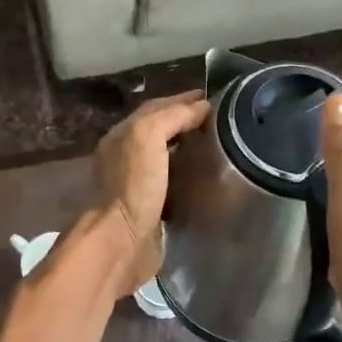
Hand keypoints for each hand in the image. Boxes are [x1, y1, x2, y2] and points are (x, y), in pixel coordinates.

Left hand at [92, 89, 210, 294]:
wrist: (120, 242)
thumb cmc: (133, 185)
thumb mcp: (148, 136)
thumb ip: (171, 116)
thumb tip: (201, 107)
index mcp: (123, 134)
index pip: (156, 106)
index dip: (184, 99)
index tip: (215, 99)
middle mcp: (126, 155)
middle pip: (160, 128)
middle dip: (187, 120)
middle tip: (221, 121)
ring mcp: (137, 182)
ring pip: (166, 155)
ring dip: (188, 147)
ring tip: (218, 144)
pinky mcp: (150, 208)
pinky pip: (172, 181)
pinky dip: (188, 173)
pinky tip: (205, 176)